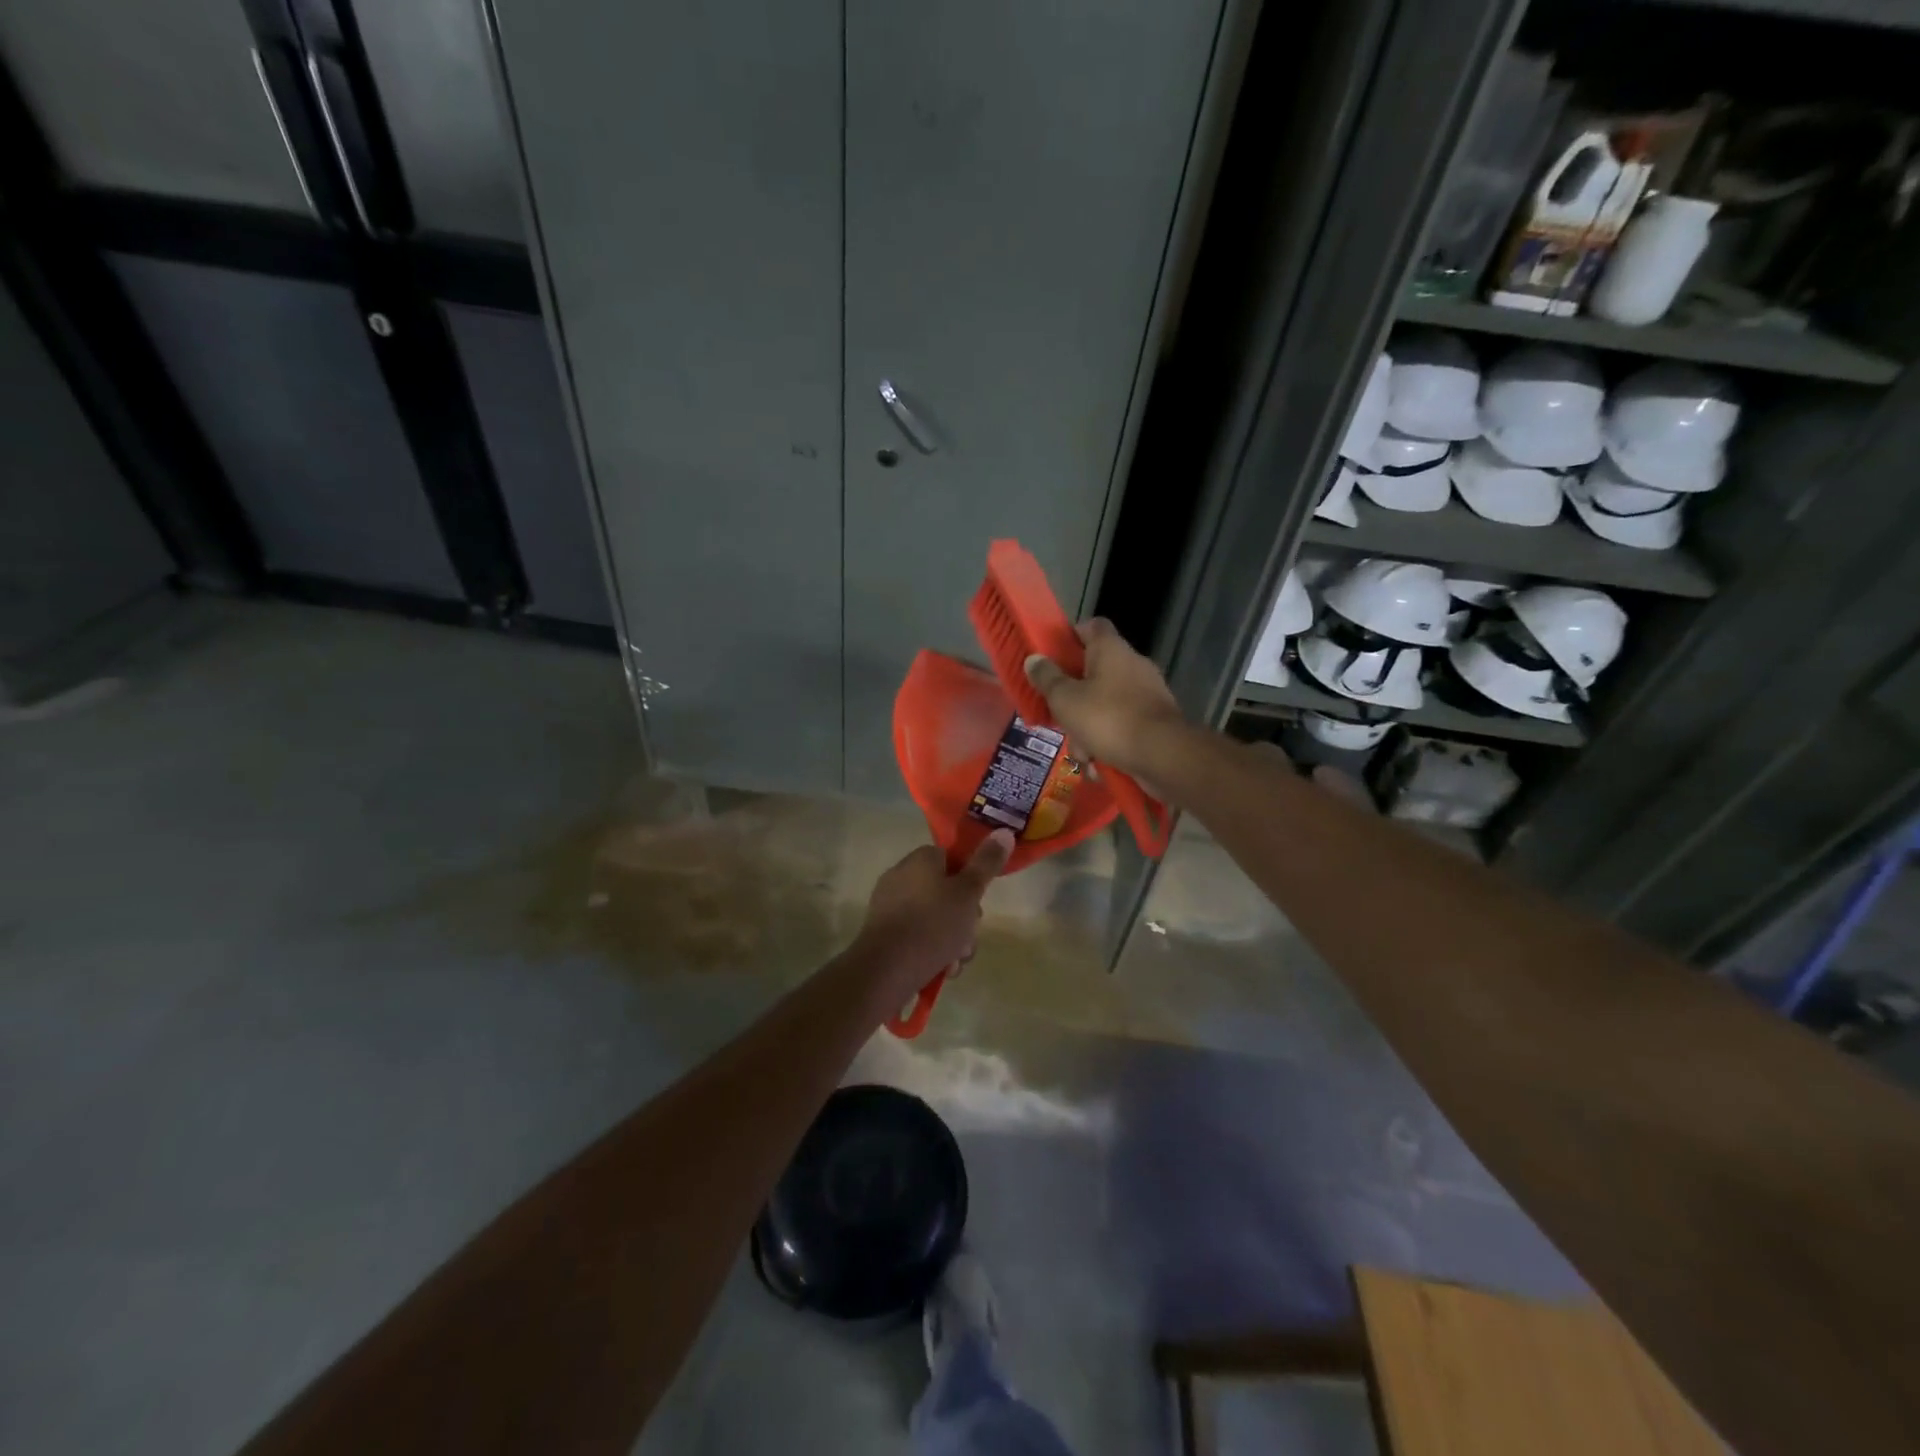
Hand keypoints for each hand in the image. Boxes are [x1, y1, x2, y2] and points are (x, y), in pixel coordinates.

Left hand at [852, 832, 1014, 1010]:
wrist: (886, 969)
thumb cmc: (933, 924)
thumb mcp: (968, 893)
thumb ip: (987, 863)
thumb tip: (1004, 830)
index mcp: (920, 859)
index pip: (951, 858)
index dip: (970, 879)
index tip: (978, 901)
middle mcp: (901, 876)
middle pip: (945, 892)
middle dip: (964, 919)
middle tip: (968, 937)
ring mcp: (889, 906)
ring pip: (934, 919)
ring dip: (952, 941)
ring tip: (955, 962)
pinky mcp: (883, 934)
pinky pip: (917, 936)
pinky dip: (932, 951)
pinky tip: (940, 969)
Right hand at [1024, 618, 1184, 777]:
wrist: (1162, 754)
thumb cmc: (1107, 718)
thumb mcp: (1065, 699)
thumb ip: (1047, 678)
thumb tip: (1033, 659)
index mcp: (1111, 649)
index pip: (1091, 626)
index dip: (1070, 637)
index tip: (1052, 657)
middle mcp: (1132, 665)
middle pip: (1094, 673)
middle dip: (1074, 701)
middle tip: (1060, 719)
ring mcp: (1147, 693)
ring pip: (1106, 706)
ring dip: (1089, 731)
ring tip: (1082, 755)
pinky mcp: (1156, 721)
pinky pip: (1123, 727)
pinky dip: (1110, 745)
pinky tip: (1101, 766)